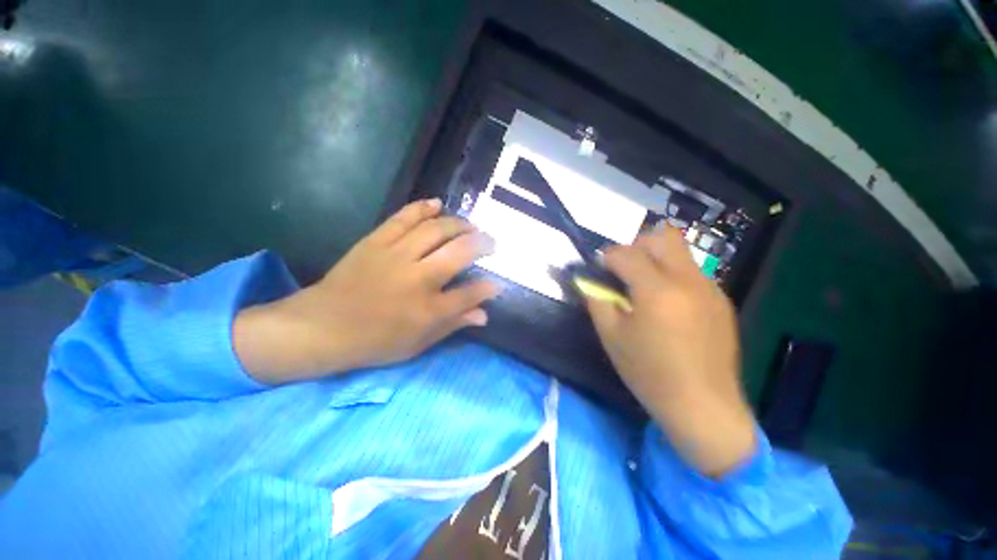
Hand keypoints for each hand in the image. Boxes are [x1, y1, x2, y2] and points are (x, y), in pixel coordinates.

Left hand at [233, 199, 500, 383]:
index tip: (497, 284)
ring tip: (471, 226)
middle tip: (491, 242)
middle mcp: (417, 279)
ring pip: (436, 230)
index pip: (470, 294)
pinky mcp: (376, 242)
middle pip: (460, 252)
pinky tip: (438, 204)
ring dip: (459, 224)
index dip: (489, 287)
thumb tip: (484, 315)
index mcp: (428, 310)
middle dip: (482, 244)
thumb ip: (453, 325)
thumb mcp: (418, 344)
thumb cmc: (374, 342)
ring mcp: (396, 256)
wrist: (322, 327)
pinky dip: (423, 208)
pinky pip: (403, 218)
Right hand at [586, 227, 755, 477]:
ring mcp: (710, 289)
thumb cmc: (649, 373)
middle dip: (637, 245)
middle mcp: (688, 280)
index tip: (598, 267)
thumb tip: (587, 281)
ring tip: (643, 290)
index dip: (607, 256)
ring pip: (680, 253)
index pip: (627, 253)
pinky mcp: (721, 301)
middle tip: (623, 270)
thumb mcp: (611, 336)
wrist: (704, 406)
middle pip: (663, 236)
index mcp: (657, 290)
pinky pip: (691, 274)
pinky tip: (666, 307)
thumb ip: (596, 301)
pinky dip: (672, 277)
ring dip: (655, 261)